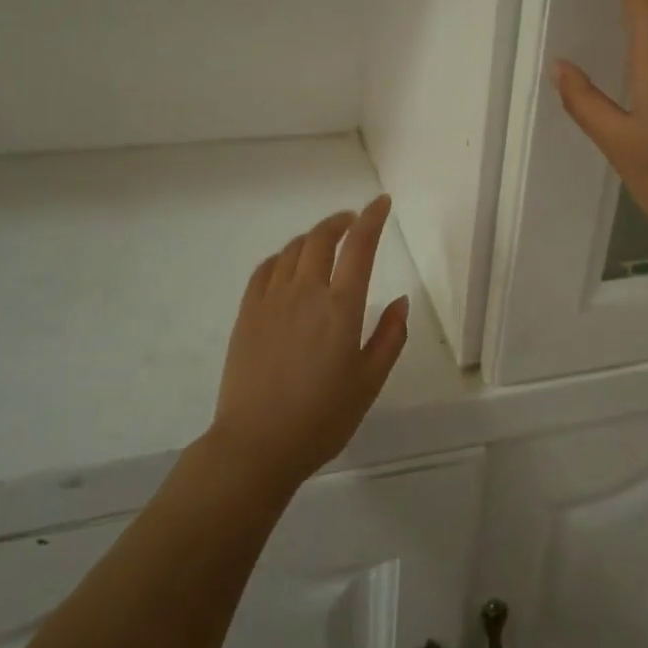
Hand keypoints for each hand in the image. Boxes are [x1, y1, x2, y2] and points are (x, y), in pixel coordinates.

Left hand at [204, 196, 409, 494]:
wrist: (257, 444)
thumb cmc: (322, 418)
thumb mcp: (369, 382)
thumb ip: (390, 337)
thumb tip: (401, 301)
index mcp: (341, 308)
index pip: (360, 247)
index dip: (372, 219)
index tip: (381, 203)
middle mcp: (305, 293)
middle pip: (321, 239)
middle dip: (340, 222)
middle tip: (353, 221)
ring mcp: (270, 301)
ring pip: (292, 251)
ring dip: (312, 237)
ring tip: (325, 242)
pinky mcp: (247, 314)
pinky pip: (265, 270)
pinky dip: (282, 257)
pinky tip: (288, 265)